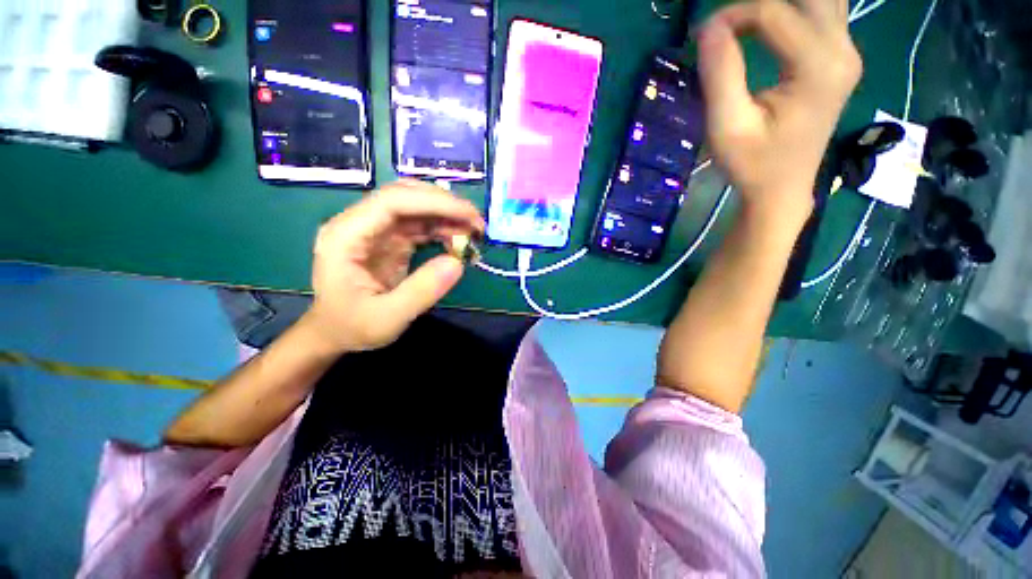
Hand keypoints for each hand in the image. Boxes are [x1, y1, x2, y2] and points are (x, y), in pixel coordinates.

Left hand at [300, 180, 483, 353]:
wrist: (335, 332)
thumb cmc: (352, 327)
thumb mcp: (387, 319)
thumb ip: (421, 292)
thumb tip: (458, 262)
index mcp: (346, 236)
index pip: (393, 202)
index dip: (434, 203)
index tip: (469, 216)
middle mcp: (360, 224)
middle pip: (405, 196)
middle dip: (445, 205)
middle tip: (477, 223)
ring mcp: (376, 230)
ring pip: (416, 207)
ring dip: (447, 215)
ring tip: (474, 232)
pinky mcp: (390, 239)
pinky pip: (420, 225)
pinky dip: (443, 229)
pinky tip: (458, 241)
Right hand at [697, 0, 861, 226]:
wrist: (782, 189)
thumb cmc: (752, 164)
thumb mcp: (727, 127)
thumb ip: (720, 75)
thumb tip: (709, 28)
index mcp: (819, 67)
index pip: (774, 13)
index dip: (732, 15)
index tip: (701, 37)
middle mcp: (843, 50)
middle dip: (761, 2)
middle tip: (727, 22)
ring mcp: (847, 52)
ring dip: (782, 4)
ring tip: (746, 22)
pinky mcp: (840, 58)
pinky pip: (823, 13)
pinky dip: (795, 9)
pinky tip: (769, 24)